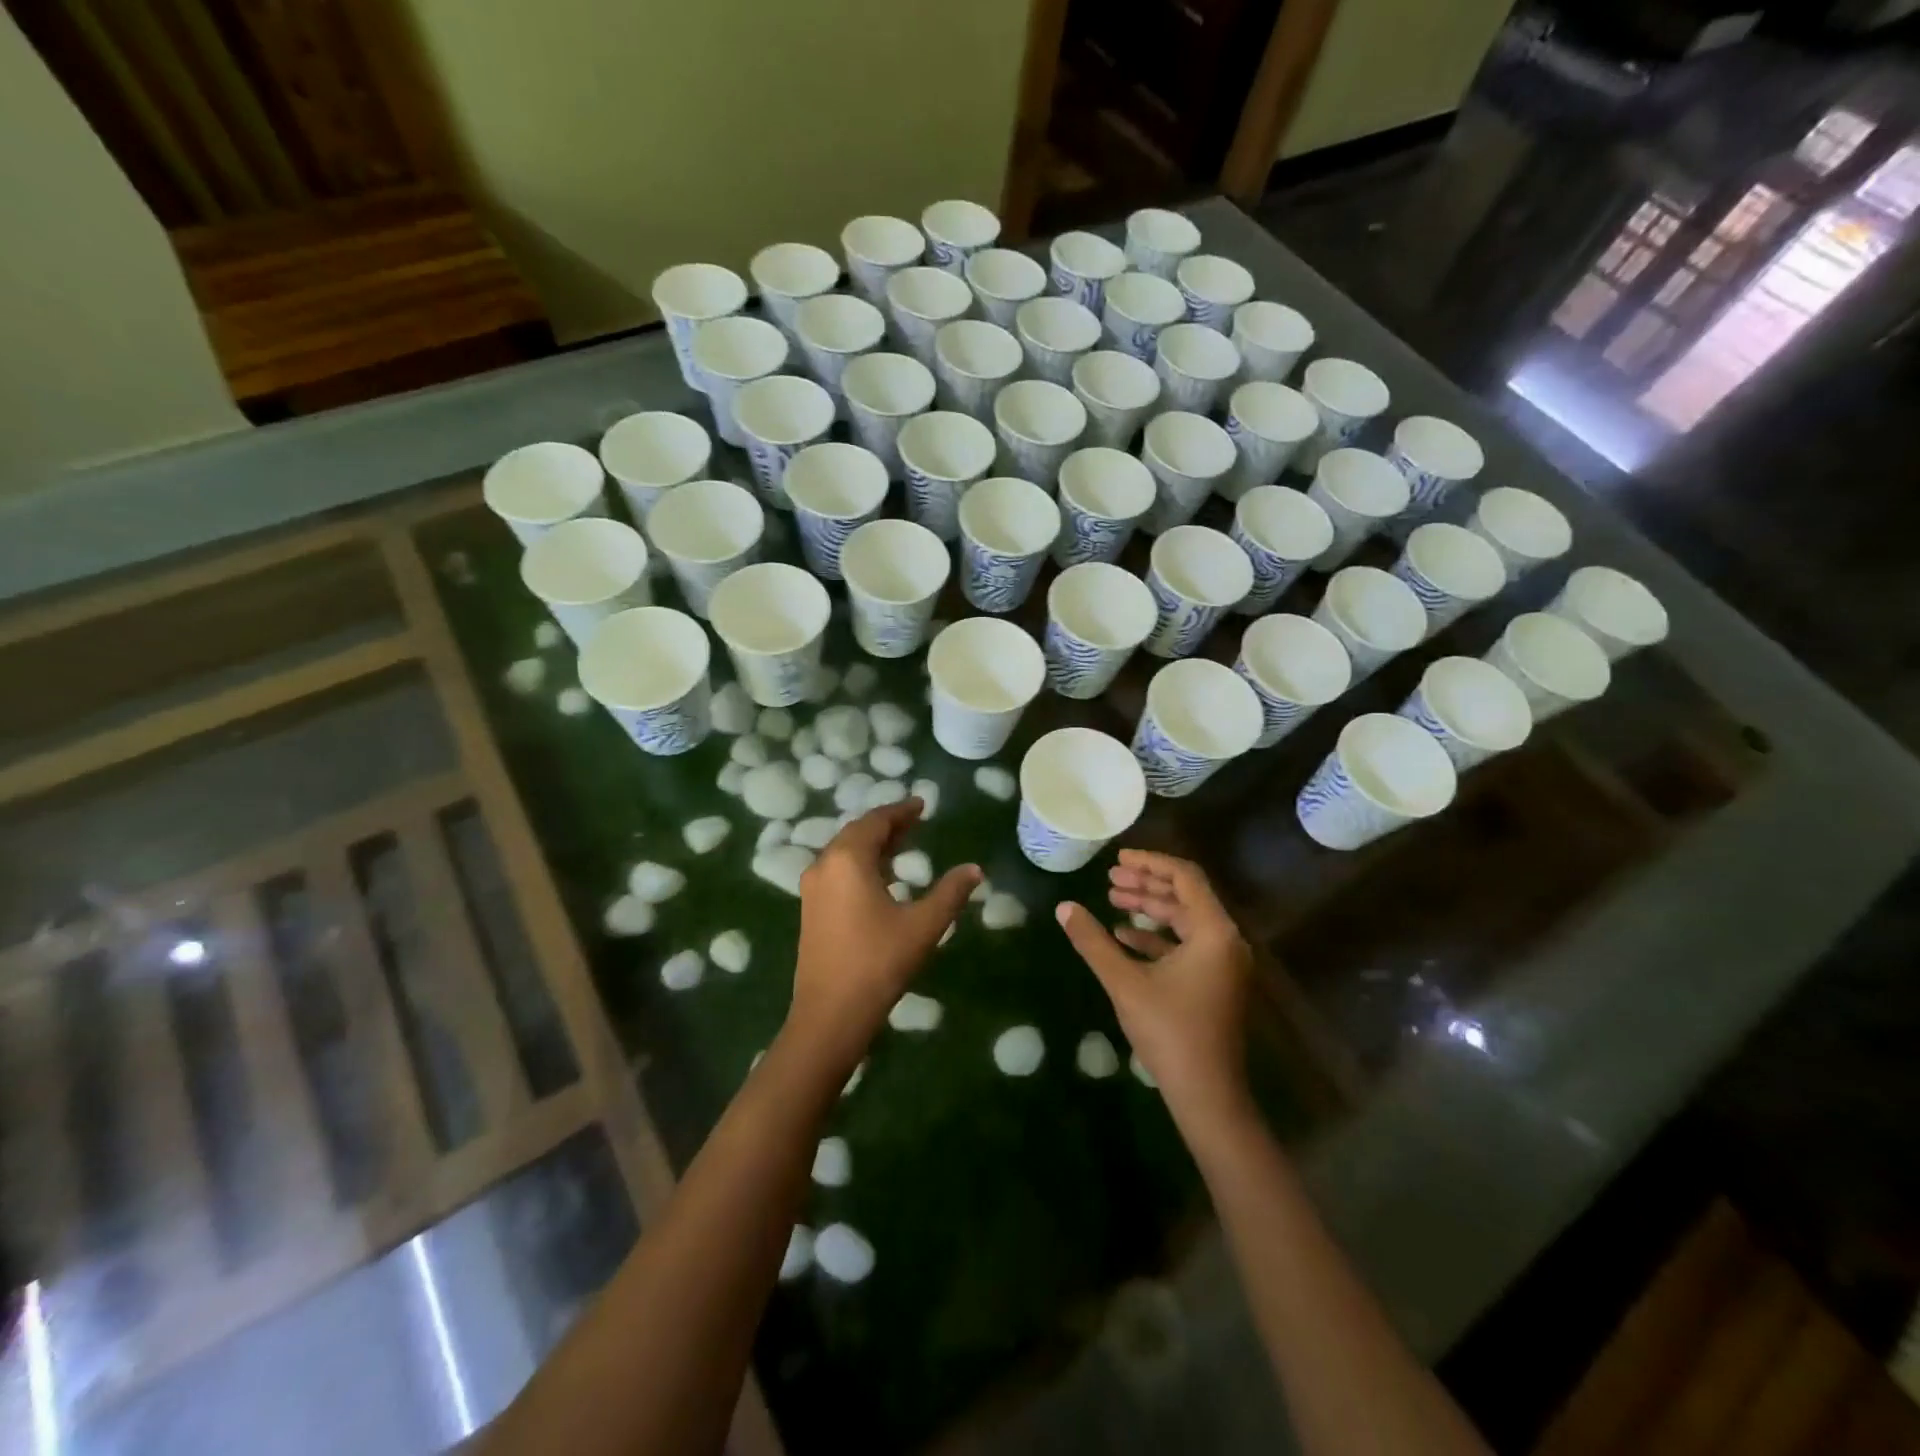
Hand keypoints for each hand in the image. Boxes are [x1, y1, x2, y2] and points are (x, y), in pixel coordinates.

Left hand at [788, 800, 979, 1066]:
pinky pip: (837, 870)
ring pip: (844, 851)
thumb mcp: (923, 926)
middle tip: (915, 820)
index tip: (921, 804)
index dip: (901, 811)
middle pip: (857, 832)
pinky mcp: (811, 909)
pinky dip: (860, 862)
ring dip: (872, 843)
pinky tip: (880, 876)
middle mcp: (824, 865)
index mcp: (848, 859)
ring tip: (902, 843)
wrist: (830, 1014)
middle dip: (887, 824)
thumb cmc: (878, 963)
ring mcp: (813, 888)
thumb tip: (975, 869)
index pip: (876, 821)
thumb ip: (950, 892)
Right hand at [1055, 850, 1252, 1117]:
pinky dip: (1156, 936)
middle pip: (1185, 896)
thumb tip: (1064, 907)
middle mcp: (1225, 940)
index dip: (1150, 862)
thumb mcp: (1124, 982)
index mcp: (1214, 932)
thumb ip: (1093, 941)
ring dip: (1149, 909)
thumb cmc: (1169, 1031)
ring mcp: (1222, 963)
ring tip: (1112, 899)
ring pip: (1184, 920)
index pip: (1185, 877)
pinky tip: (1123, 936)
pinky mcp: (1215, 982)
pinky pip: (1186, 944)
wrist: (1206, 1094)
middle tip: (1110, 879)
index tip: (1117, 859)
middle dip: (1146, 884)